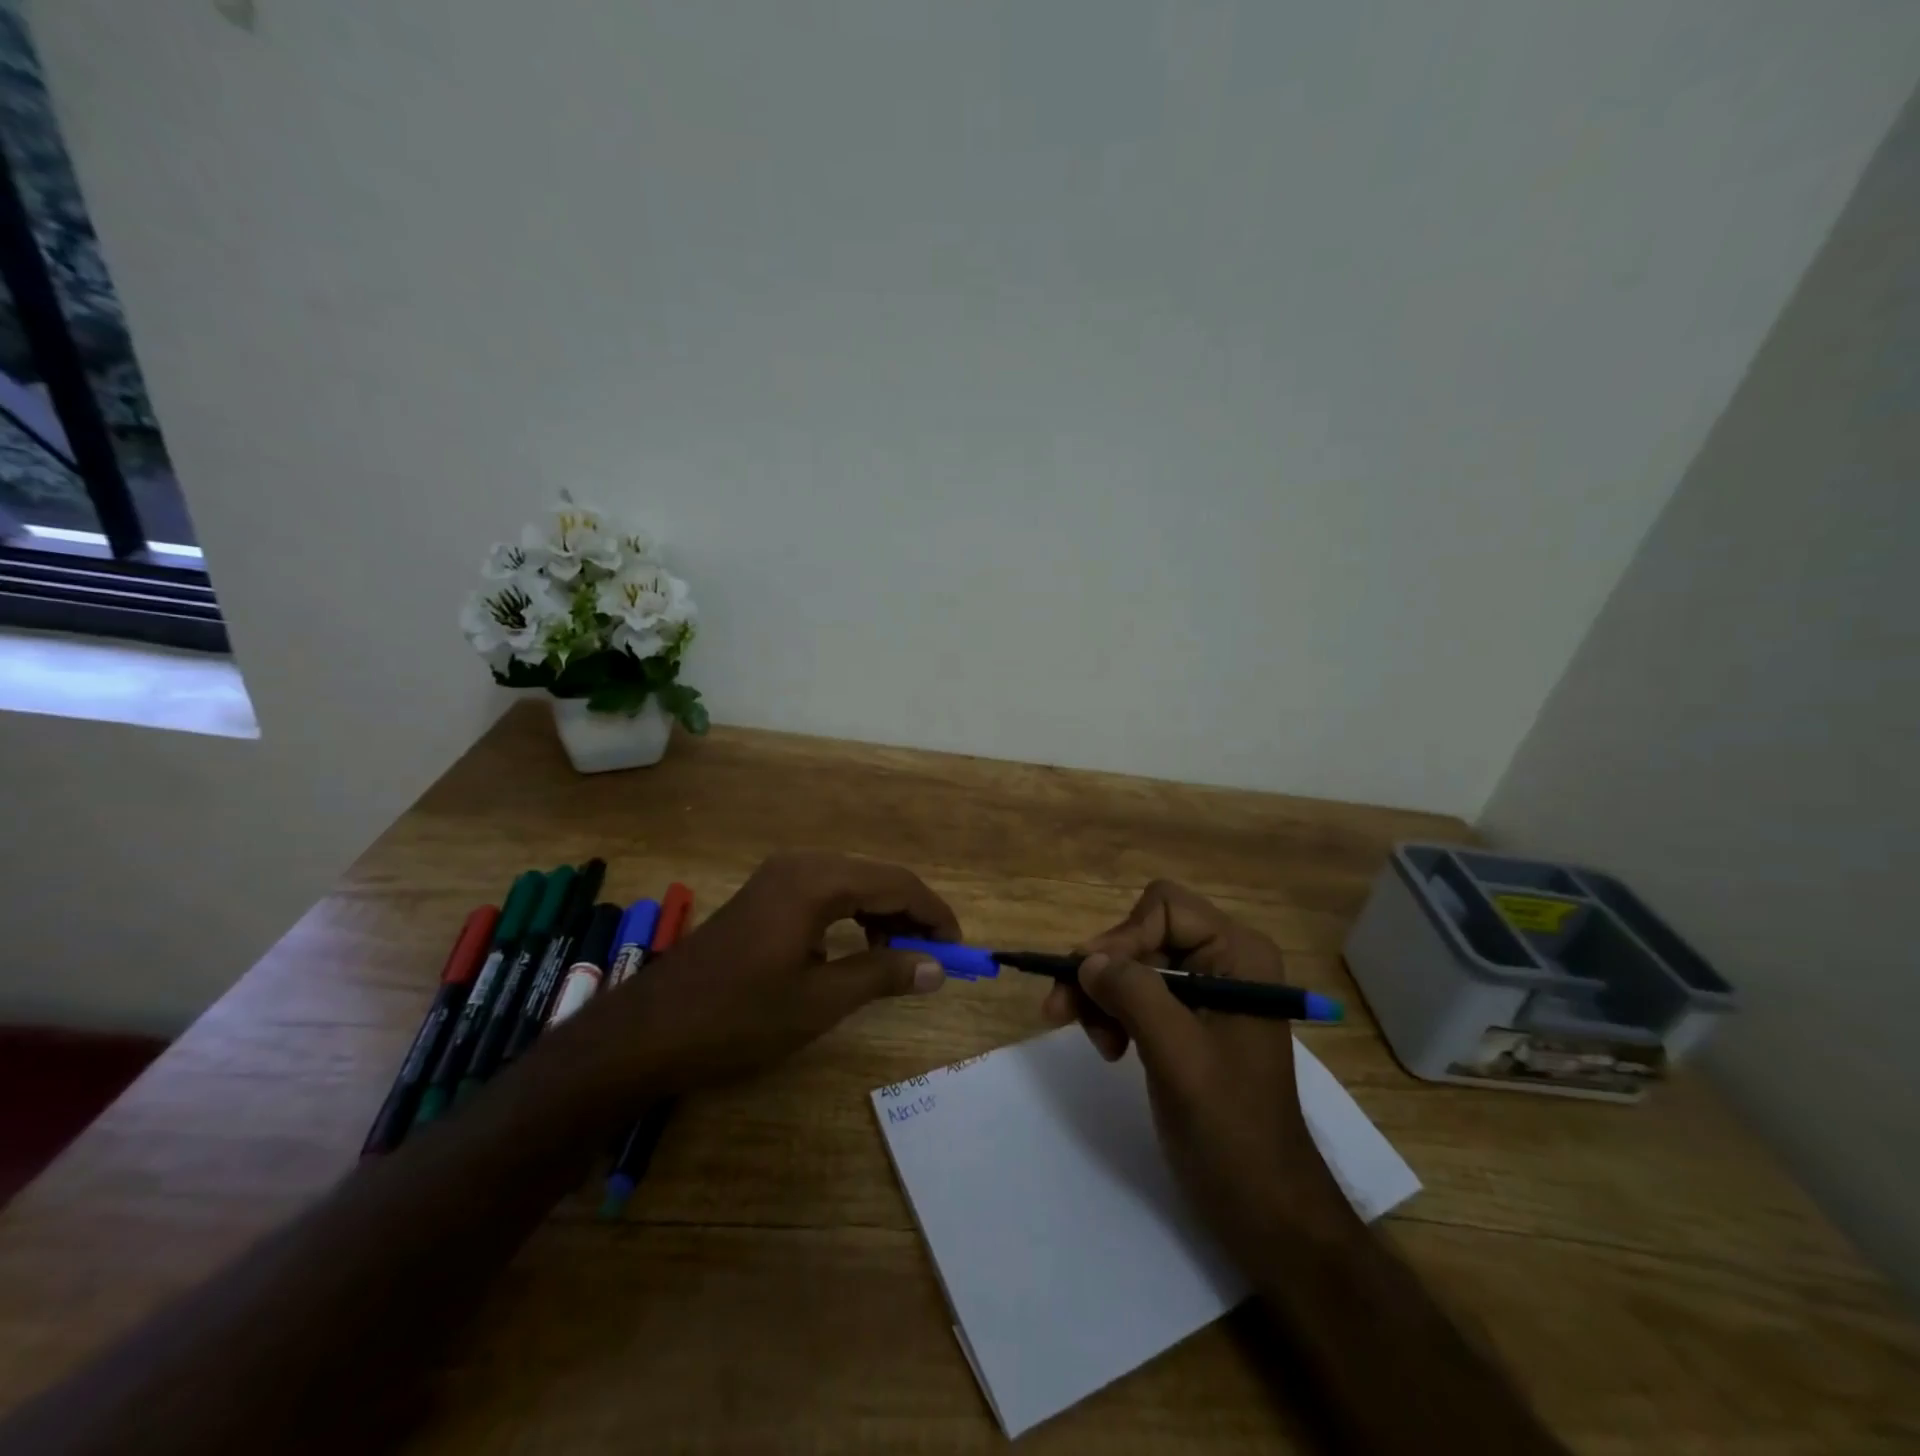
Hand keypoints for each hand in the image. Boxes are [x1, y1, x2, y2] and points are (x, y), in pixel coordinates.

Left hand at [599, 851, 960, 1092]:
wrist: (649, 1032)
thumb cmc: (738, 1017)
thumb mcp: (820, 1001)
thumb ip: (884, 975)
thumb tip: (938, 968)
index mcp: (817, 880)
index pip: (898, 884)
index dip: (935, 915)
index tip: (961, 951)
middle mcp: (802, 864)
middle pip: (877, 878)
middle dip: (912, 916)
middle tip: (935, 960)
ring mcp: (780, 877)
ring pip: (854, 886)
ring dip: (884, 918)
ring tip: (901, 961)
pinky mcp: (767, 895)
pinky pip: (828, 895)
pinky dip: (854, 919)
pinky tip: (859, 951)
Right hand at [1043, 881, 1335, 1252]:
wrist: (1265, 1207)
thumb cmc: (1231, 1129)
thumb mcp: (1179, 1055)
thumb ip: (1134, 994)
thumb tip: (1086, 960)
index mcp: (1239, 955)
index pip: (1164, 908)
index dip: (1122, 937)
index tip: (1088, 981)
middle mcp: (1224, 961)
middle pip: (1143, 934)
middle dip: (1104, 971)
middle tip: (1061, 1010)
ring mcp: (1207, 992)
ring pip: (1133, 964)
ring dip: (1103, 996)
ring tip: (1094, 1041)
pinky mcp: (1189, 1021)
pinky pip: (1138, 994)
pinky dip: (1114, 1014)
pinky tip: (1109, 1048)